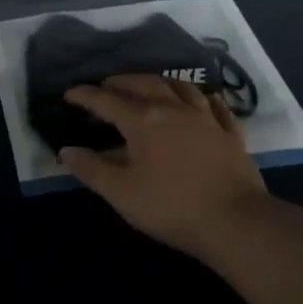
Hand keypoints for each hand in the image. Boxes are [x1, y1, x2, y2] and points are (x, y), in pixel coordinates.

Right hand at [59, 75, 271, 263]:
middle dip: (120, 82)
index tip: (69, 95)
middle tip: (106, 86)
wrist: (235, 221)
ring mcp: (206, 118)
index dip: (85, 96)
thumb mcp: (121, 193)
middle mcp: (173, 109)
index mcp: (143, 121)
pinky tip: (197, 100)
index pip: (107, 100)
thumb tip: (66, 150)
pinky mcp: (230, 133)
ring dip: (158, 82)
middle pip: (144, 84)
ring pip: (179, 87)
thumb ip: (91, 169)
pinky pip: (213, 104)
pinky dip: (198, 97)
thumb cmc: (170, 207)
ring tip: (147, 85)